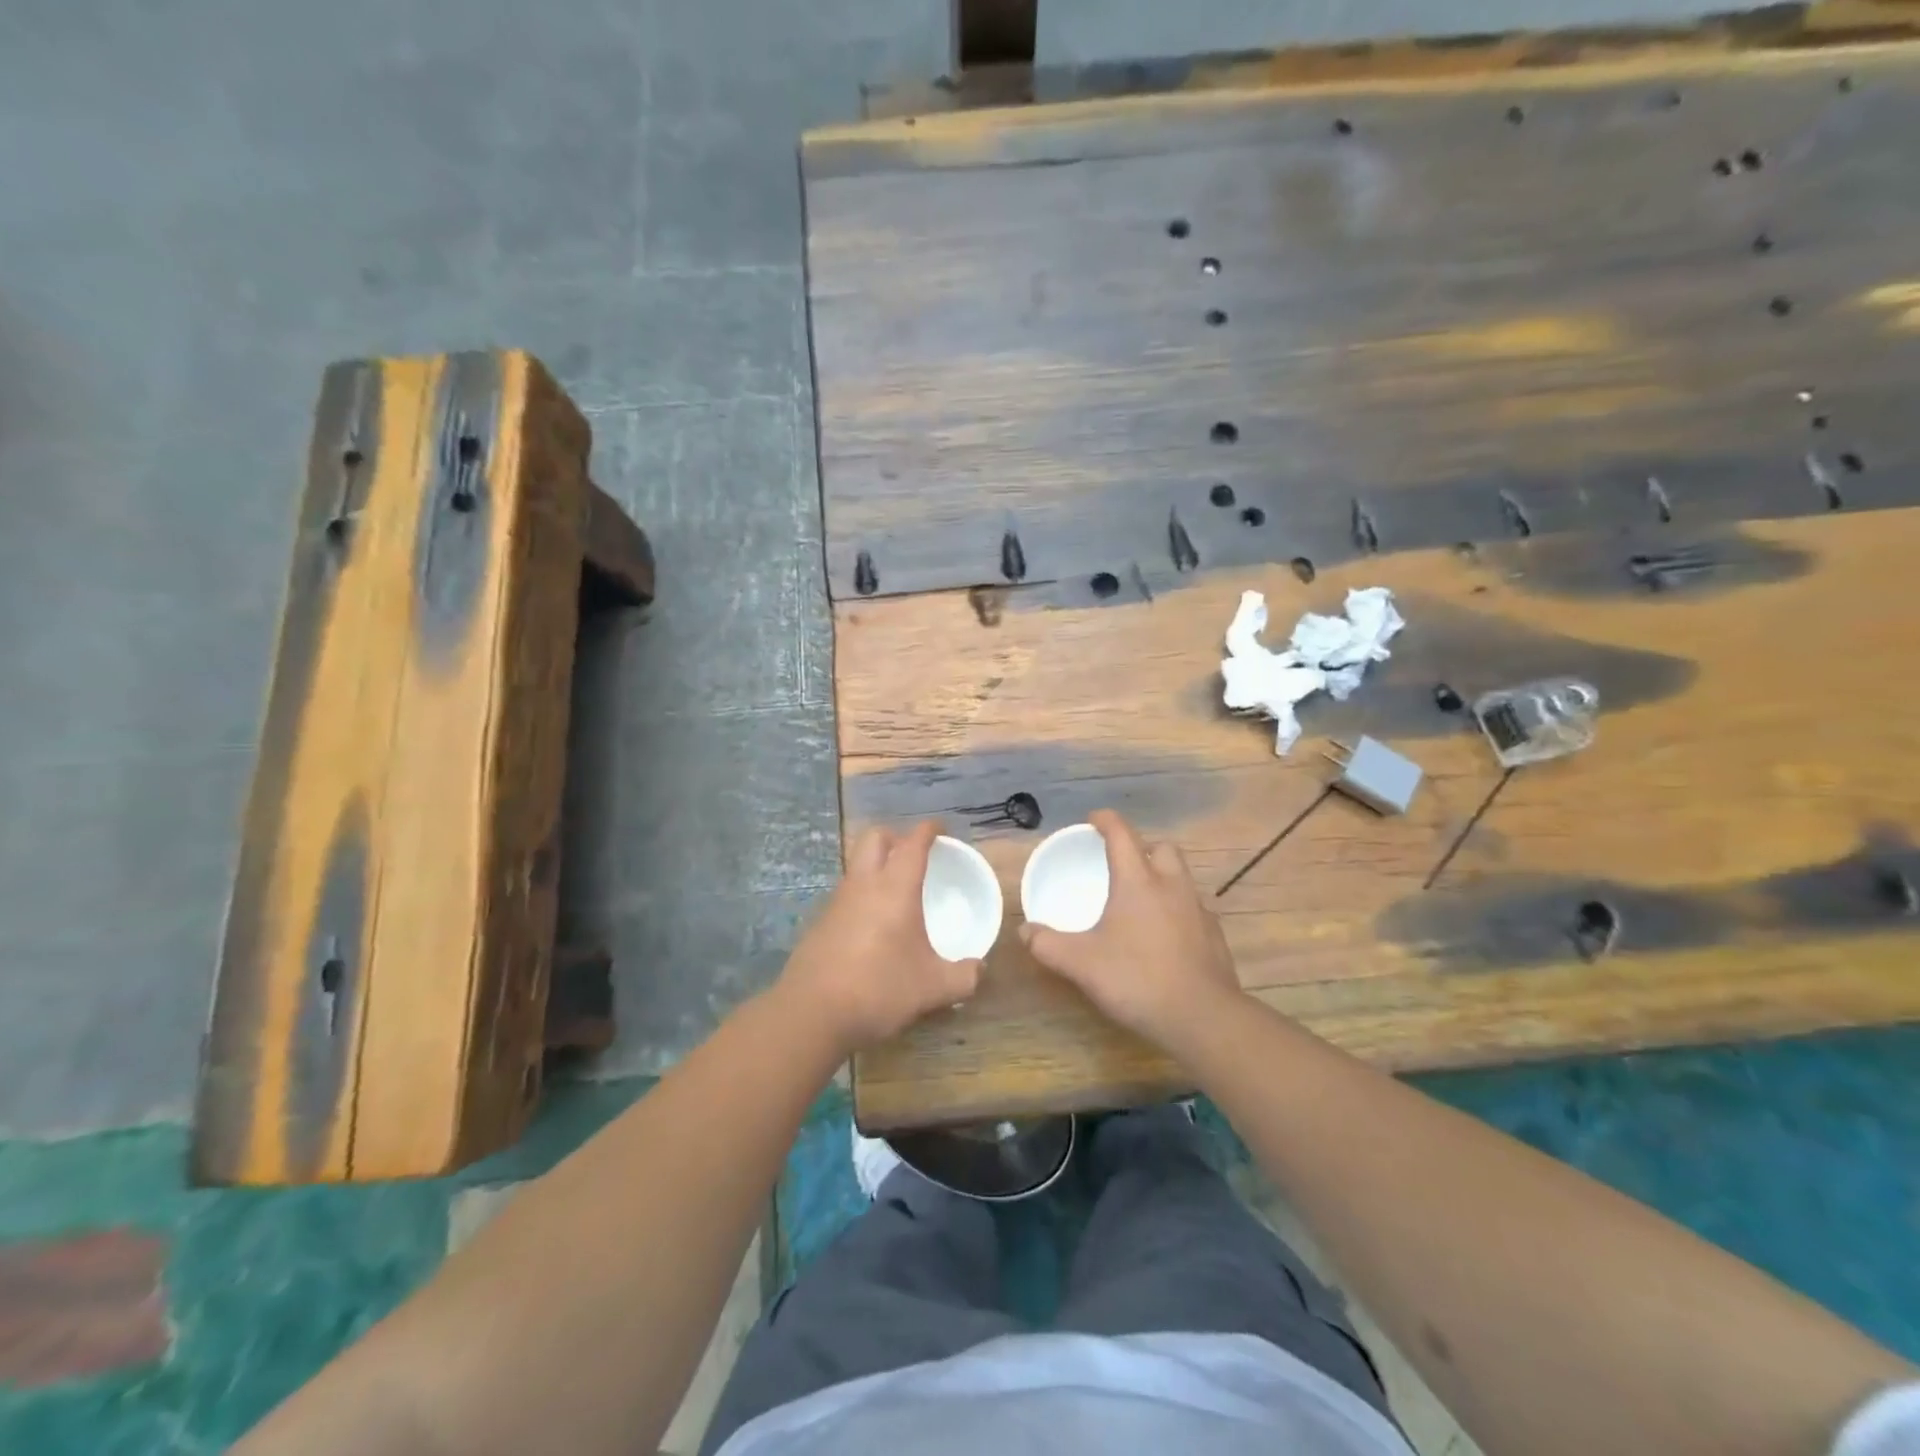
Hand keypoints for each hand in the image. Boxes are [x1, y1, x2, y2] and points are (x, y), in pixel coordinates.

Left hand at [777, 821, 981, 1056]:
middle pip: (875, 838)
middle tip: (915, 854)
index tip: (940, 829)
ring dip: (876, 866)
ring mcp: (836, 902)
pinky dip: (862, 895)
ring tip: (896, 891)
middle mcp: (863, 885)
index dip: (928, 830)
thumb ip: (963, 977)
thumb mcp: (933, 988)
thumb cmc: (879, 989)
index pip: (913, 843)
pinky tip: (873, 926)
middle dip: (896, 837)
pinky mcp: (819, 923)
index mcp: (895, 888)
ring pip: (857, 865)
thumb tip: (979, 970)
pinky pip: (845, 894)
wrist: (811, 1013)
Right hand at [1020, 810, 1242, 1054]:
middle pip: (1162, 848)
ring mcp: (1198, 910)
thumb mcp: (1081, 964)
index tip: (1093, 820)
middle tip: (1122, 864)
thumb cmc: (1137, 979)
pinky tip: (1165, 936)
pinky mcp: (1214, 935)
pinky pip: (1194, 909)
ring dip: (1163, 878)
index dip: (1106, 821)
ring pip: (1182, 877)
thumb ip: (1048, 945)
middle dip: (1142, 848)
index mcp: (1138, 881)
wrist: (1202, 1017)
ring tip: (1142, 901)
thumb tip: (1025, 931)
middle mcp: (1172, 886)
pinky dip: (1178, 910)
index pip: (1122, 834)